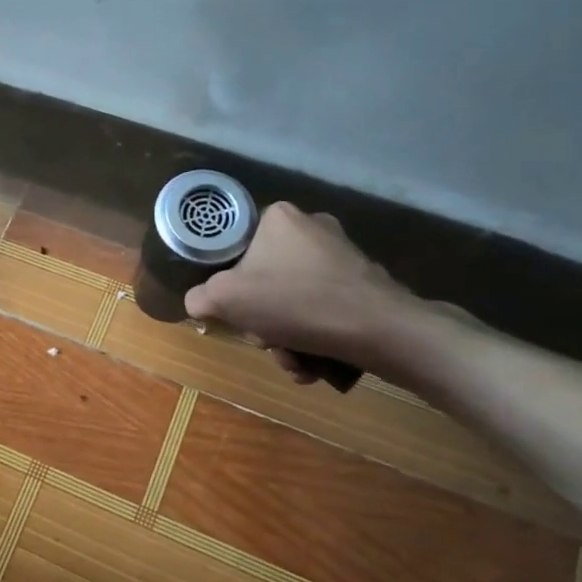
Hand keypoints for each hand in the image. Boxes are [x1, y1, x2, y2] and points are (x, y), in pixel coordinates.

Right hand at [182, 203, 429, 382]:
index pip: (237, 248)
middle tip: (267, 341)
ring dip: (287, 339)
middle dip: (263, 322)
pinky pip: (323, 312)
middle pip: (266, 281)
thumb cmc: (295, 302)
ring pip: (294, 303)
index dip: (230, 284)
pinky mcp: (365, 286)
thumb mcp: (226, 298)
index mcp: (278, 218)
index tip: (236, 310)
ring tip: (295, 362)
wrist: (380, 329)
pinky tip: (315, 364)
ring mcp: (343, 257)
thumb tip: (200, 302)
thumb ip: (200, 297)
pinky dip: (314, 340)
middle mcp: (313, 228)